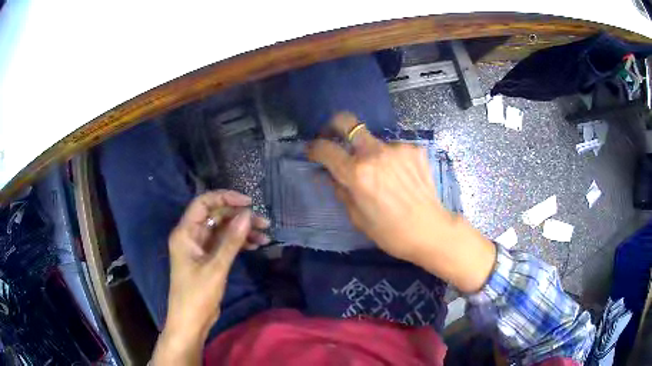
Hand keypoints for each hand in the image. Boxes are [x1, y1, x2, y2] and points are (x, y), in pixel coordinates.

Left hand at [152, 190, 269, 364]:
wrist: (191, 321)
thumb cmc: (197, 294)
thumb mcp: (216, 267)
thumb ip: (231, 240)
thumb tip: (247, 214)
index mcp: (185, 232)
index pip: (203, 203)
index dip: (225, 197)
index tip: (249, 202)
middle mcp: (191, 235)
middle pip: (216, 216)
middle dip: (239, 217)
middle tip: (263, 222)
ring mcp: (200, 247)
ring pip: (222, 230)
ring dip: (242, 231)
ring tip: (265, 236)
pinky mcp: (208, 259)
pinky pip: (224, 243)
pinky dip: (239, 243)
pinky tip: (255, 246)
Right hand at [308, 113, 495, 292]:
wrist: (431, 230)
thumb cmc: (391, 232)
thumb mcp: (358, 217)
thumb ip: (341, 190)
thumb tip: (330, 174)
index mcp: (357, 174)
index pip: (326, 149)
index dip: (314, 148)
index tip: (312, 151)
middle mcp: (376, 153)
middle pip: (347, 122)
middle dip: (334, 125)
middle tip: (333, 136)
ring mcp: (398, 148)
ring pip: (374, 141)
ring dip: (369, 153)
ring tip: (381, 175)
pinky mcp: (415, 149)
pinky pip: (393, 149)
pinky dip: (390, 159)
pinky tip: (399, 177)